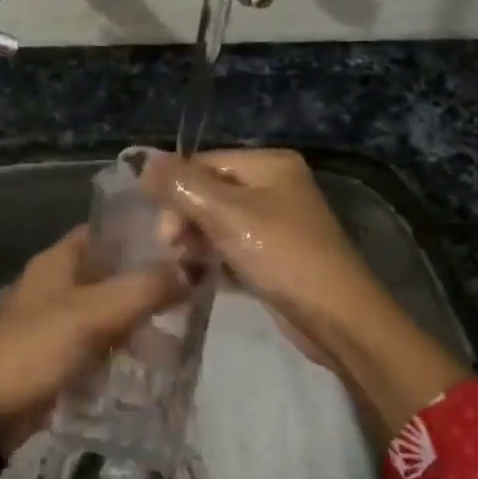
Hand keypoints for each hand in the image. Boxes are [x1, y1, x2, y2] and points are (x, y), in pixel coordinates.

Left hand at [0, 226, 185, 478]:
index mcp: (58, 261)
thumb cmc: (34, 349)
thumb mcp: (92, 314)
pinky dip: (123, 351)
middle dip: (149, 282)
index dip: (143, 233)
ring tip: (184, 334)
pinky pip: (98, 346)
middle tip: (195, 294)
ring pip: (108, 312)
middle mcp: (56, 285)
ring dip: (139, 320)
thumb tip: (189, 268)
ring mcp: (55, 323)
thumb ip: (143, 288)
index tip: (185, 244)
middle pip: (111, 273)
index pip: (106, 231)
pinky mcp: (57, 358)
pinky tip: (154, 366)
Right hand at [137, 148, 466, 439]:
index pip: (202, 163)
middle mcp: (274, 186)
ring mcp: (276, 222)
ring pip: (216, 222)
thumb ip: (180, 184)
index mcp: (269, 164)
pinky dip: (213, 260)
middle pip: (208, 191)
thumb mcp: (226, 214)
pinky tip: (198, 277)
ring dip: (195, 242)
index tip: (164, 232)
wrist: (337, 320)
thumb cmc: (281, 256)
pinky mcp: (274, 256)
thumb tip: (140, 158)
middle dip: (185, 220)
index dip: (175, 192)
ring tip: (187, 266)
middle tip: (175, 250)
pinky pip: (231, 247)